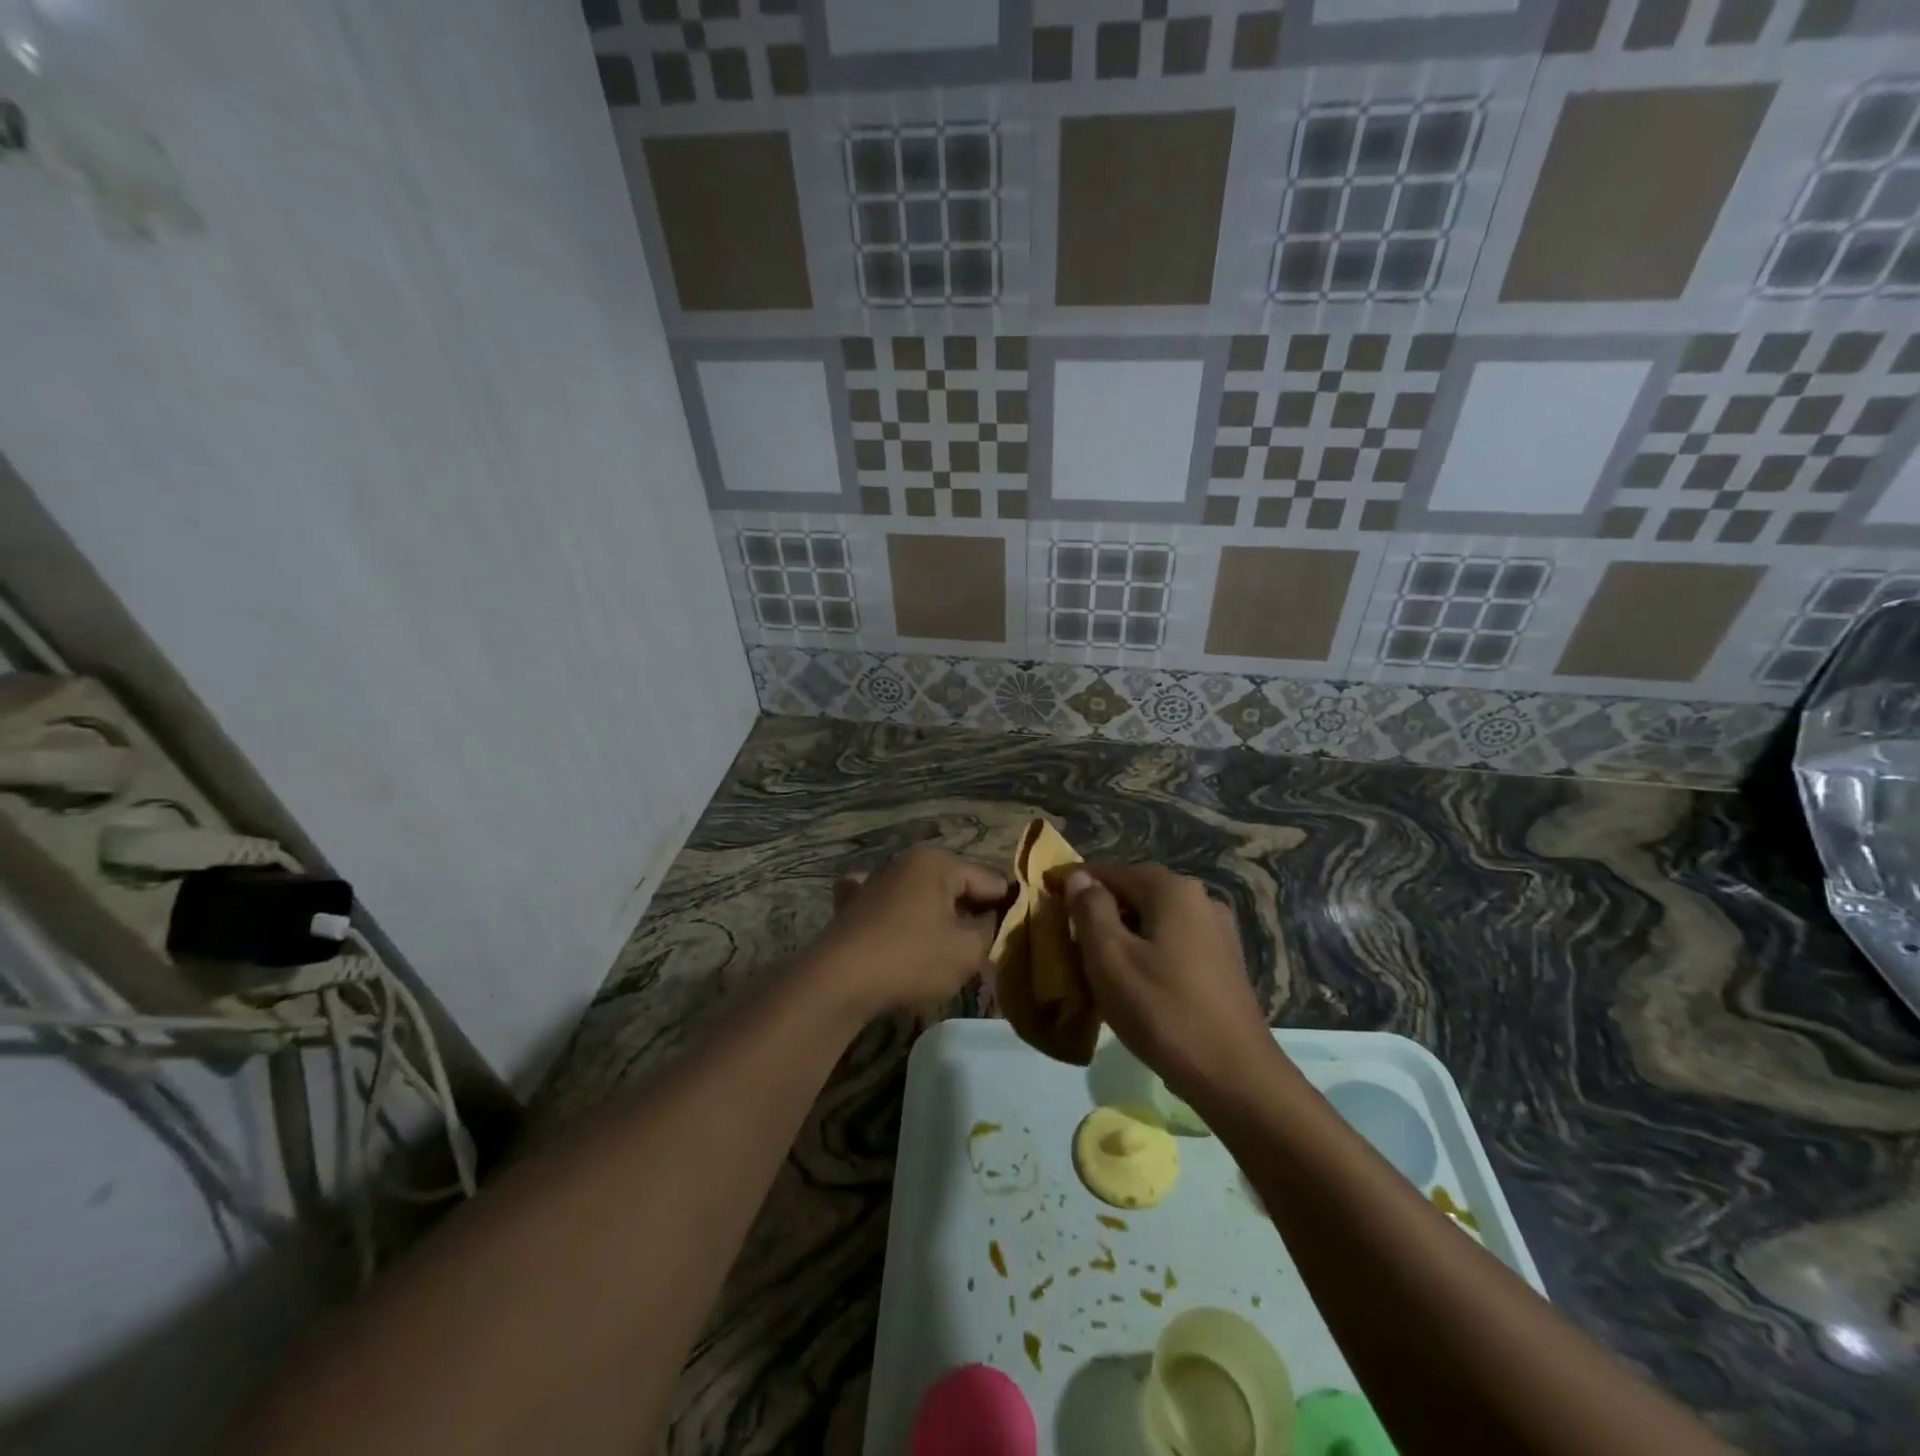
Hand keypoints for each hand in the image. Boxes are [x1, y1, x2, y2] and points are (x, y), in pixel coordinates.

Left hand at [805, 846, 1008, 1017]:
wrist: (837, 982)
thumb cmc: (910, 960)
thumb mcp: (967, 951)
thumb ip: (991, 929)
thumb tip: (993, 918)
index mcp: (938, 862)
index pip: (990, 881)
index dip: (1007, 910)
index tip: (1015, 938)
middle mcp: (906, 861)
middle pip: (956, 887)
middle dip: (971, 916)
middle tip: (981, 954)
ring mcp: (875, 880)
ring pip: (924, 897)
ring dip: (937, 921)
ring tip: (944, 955)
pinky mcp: (852, 904)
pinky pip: (889, 905)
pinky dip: (900, 918)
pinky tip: (899, 935)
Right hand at [1052, 863, 1275, 1102]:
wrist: (1235, 1075)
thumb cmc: (1163, 1011)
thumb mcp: (1111, 958)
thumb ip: (1090, 909)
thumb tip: (1079, 878)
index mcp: (1172, 890)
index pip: (1111, 871)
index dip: (1074, 880)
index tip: (1045, 890)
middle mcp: (1200, 899)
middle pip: (1135, 892)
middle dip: (1099, 907)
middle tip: (1065, 929)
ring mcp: (1217, 931)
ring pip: (1154, 919)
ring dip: (1122, 931)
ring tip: (1092, 956)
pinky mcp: (1223, 962)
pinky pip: (1172, 941)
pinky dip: (1146, 949)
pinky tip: (1131, 977)